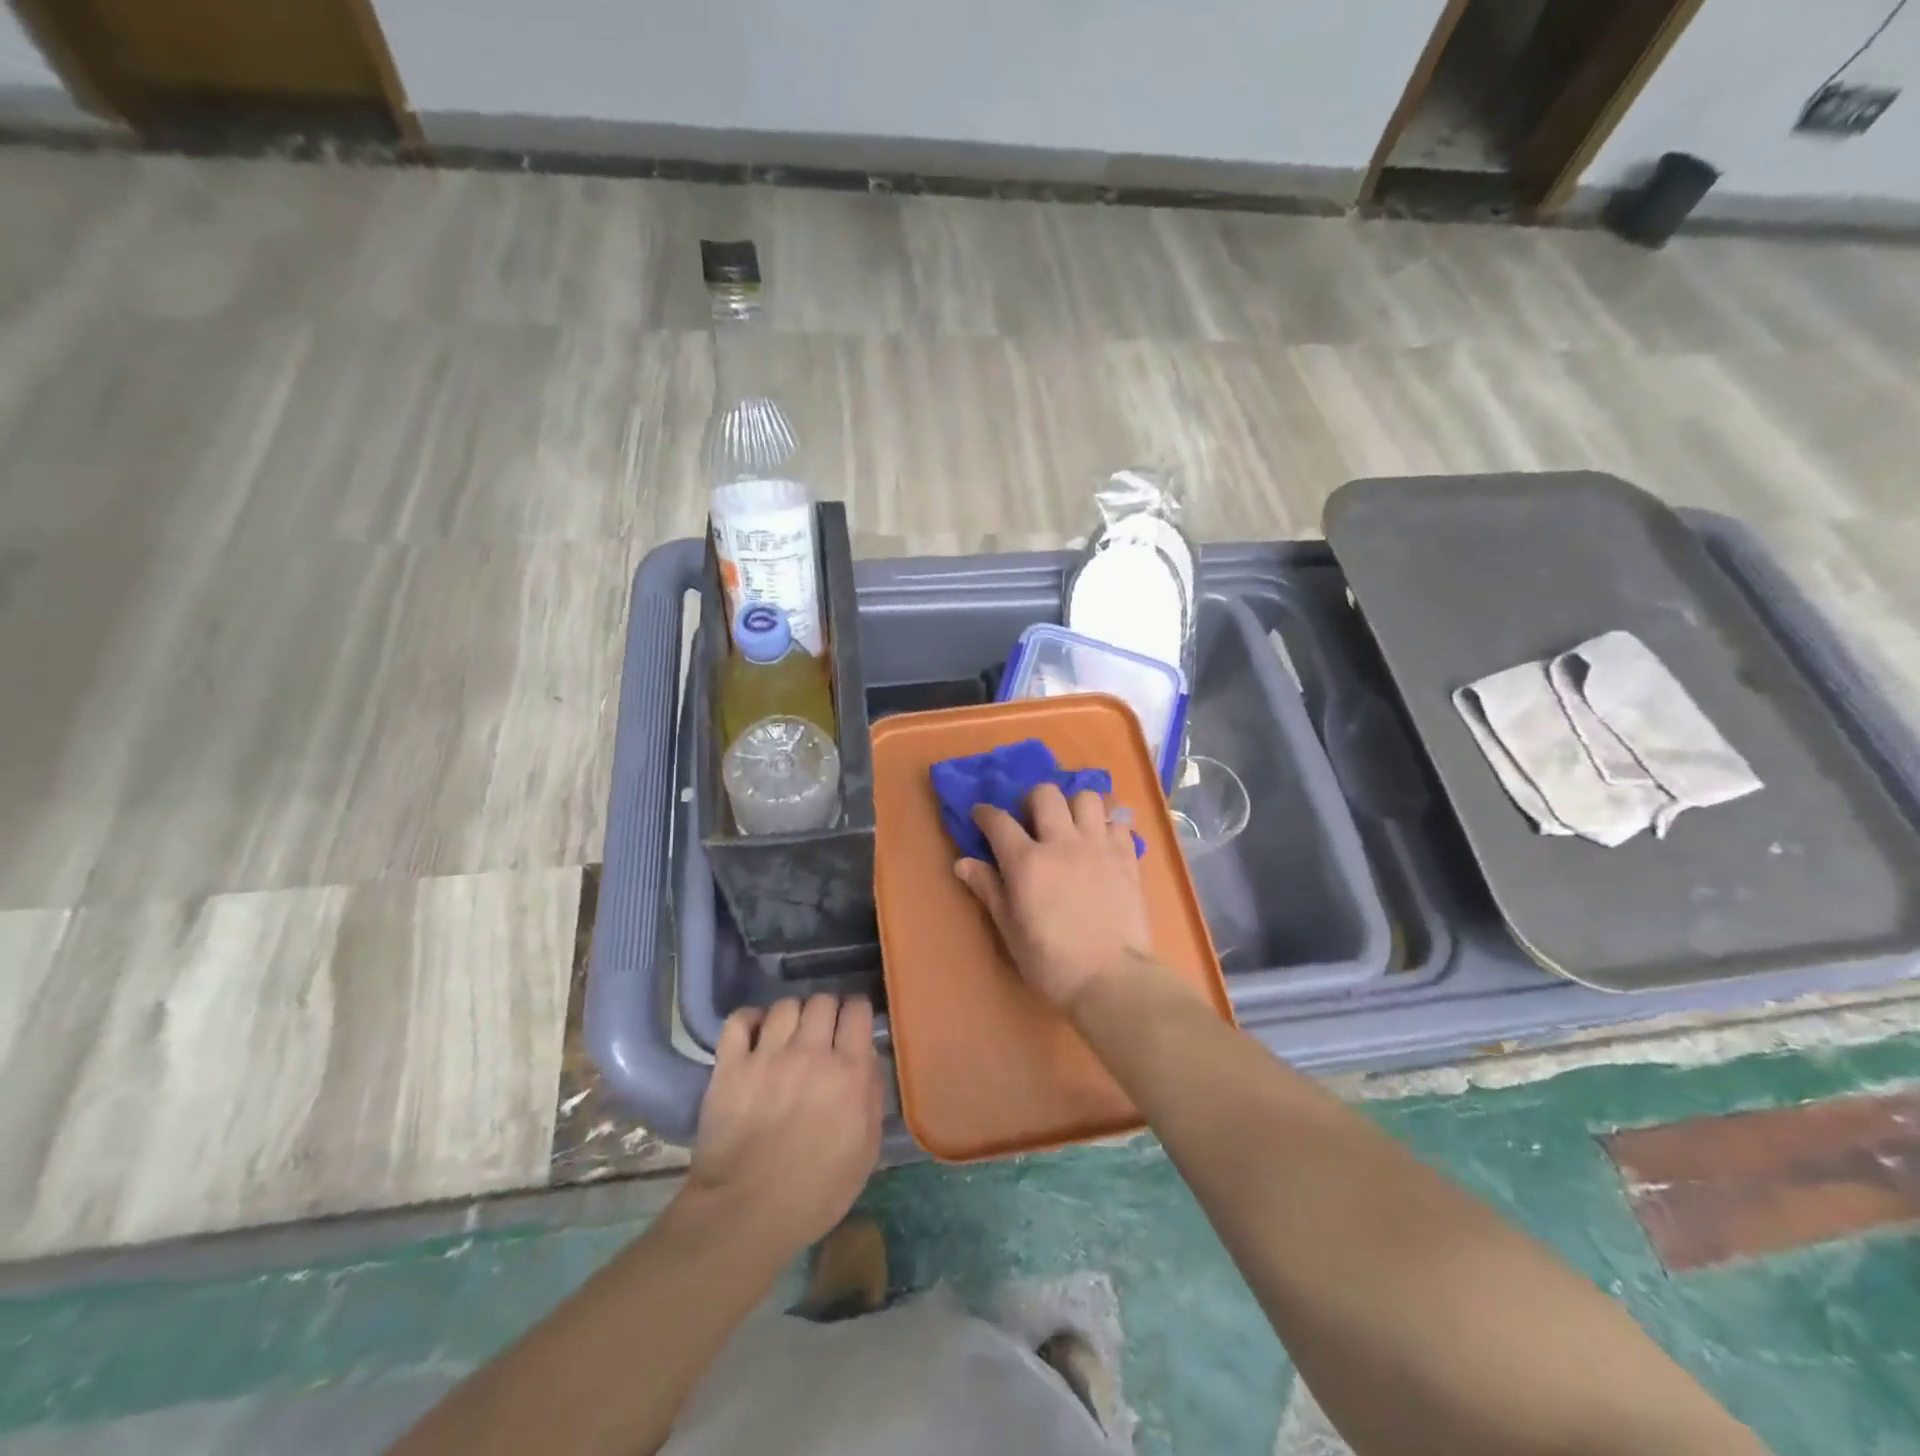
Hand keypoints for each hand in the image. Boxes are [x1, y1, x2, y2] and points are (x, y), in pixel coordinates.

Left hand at [684, 994, 882, 1259]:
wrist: (746, 1215)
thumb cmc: (815, 1192)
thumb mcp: (866, 1151)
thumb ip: (872, 1096)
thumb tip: (867, 1058)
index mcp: (848, 1071)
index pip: (858, 1010)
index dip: (857, 1012)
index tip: (853, 1024)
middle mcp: (811, 1052)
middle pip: (822, 1000)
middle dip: (827, 1011)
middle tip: (822, 1032)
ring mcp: (768, 1055)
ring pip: (785, 1005)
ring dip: (792, 1016)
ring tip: (789, 1035)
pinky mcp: (731, 1065)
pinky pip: (740, 1019)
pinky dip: (750, 1020)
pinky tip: (756, 1033)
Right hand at [954, 783, 1159, 1010]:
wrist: (1111, 979)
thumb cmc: (1051, 962)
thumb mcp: (1010, 930)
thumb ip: (989, 889)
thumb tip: (962, 863)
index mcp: (1026, 861)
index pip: (998, 821)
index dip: (985, 814)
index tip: (981, 816)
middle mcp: (1062, 843)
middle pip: (1045, 794)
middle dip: (1032, 801)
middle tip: (1032, 823)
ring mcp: (1098, 847)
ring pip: (1087, 798)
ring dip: (1074, 807)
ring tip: (1071, 827)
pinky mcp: (1127, 858)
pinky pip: (1118, 822)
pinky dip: (1107, 826)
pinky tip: (1102, 842)